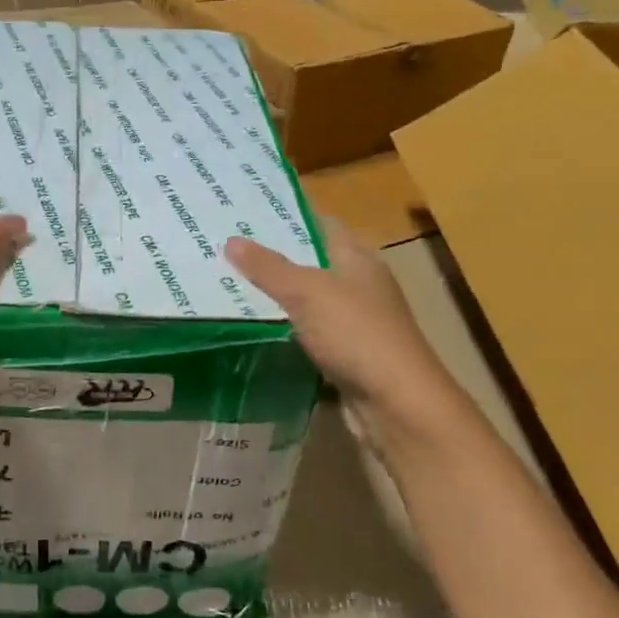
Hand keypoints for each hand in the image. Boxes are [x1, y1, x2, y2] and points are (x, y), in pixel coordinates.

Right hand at [225, 219, 476, 449]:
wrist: (395, 404)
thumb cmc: (356, 334)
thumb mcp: (307, 292)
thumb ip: (268, 267)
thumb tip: (230, 240)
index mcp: (358, 258)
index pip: (320, 224)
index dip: (285, 216)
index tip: (243, 213)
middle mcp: (358, 285)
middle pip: (310, 262)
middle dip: (271, 257)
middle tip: (223, 250)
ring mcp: (353, 323)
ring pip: (305, 301)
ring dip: (273, 296)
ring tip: (226, 285)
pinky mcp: (344, 355)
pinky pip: (305, 333)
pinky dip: (282, 330)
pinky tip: (250, 329)